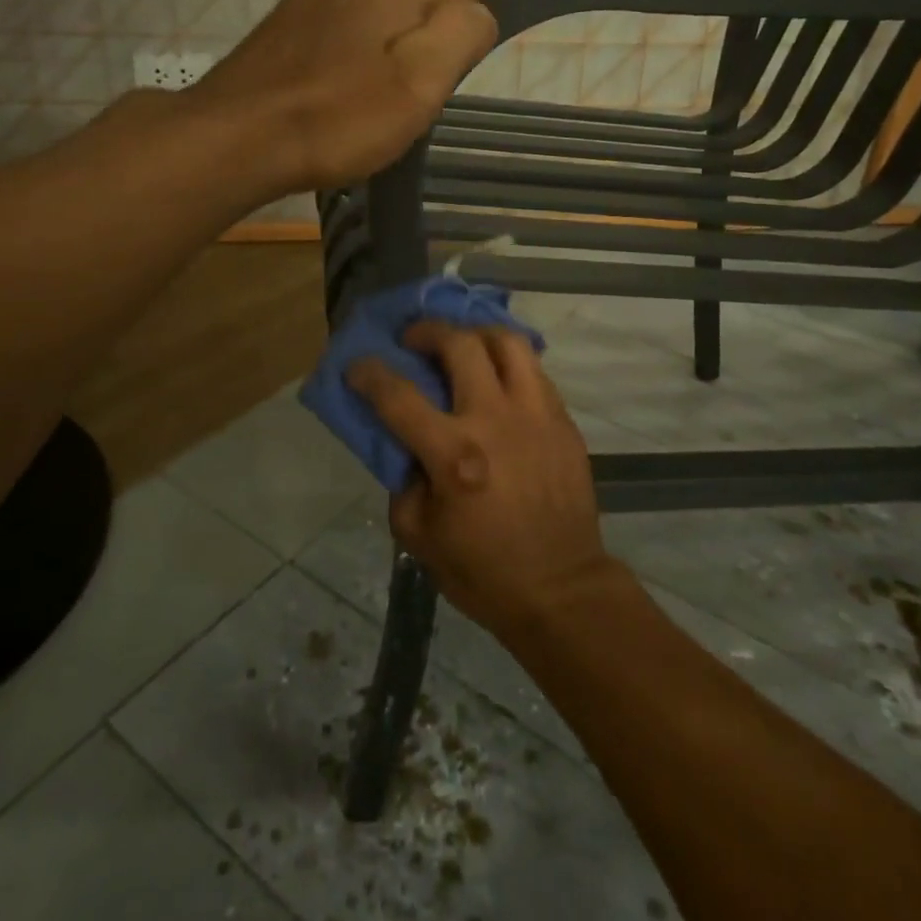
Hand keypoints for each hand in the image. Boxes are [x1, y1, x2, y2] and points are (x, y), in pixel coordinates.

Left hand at [190, 0, 515, 190]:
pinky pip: (353, 5)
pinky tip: (374, 46)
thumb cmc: (335, 118)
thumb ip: (459, 36)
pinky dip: (379, 17)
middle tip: (482, 11)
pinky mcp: (290, 20)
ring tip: (432, 31)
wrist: (233, 137)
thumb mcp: (416, 85)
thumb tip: (479, 9)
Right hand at [347, 321, 618, 638]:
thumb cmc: (484, 571)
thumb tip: (407, 446)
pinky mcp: (562, 421)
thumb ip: (403, 483)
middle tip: (414, 339)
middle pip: (459, 346)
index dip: (370, 374)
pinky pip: (534, 370)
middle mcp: (495, 422)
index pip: (399, 397)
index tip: (358, 365)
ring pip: (508, 342)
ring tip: (463, 344)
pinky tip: (497, 377)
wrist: (561, 588)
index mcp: (454, 456)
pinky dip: (509, 363)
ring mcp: (535, 415)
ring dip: (476, 334)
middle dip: (427, 331)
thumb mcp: (419, 537)